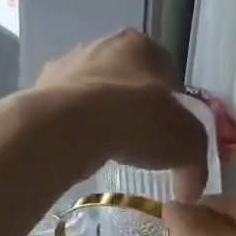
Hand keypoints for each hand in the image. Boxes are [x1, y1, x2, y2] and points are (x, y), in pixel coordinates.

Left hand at [33, 29, 206, 199]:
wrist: (69, 126)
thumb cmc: (137, 120)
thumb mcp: (187, 144)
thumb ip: (196, 165)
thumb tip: (192, 191)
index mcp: (140, 44)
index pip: (167, 72)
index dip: (174, 105)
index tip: (172, 134)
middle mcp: (101, 45)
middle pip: (127, 80)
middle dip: (134, 107)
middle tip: (140, 143)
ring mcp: (66, 66)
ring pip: (93, 94)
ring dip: (101, 117)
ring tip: (107, 150)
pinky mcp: (39, 90)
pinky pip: (65, 111)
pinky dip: (74, 128)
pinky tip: (79, 150)